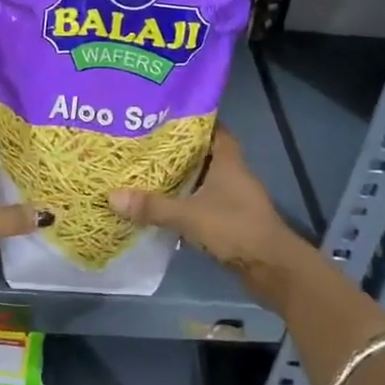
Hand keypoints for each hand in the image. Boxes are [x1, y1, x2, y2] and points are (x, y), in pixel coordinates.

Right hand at [111, 128, 308, 274]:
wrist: (273, 268)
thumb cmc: (235, 228)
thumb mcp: (189, 216)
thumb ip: (152, 206)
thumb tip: (112, 196)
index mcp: (227, 160)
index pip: (212, 128)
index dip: (191, 120)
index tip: (163, 116)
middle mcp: (233, 173)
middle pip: (204, 153)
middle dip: (178, 150)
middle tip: (145, 144)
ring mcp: (235, 198)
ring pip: (204, 179)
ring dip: (182, 178)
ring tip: (147, 172)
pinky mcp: (232, 220)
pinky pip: (205, 203)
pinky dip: (187, 202)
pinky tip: (164, 206)